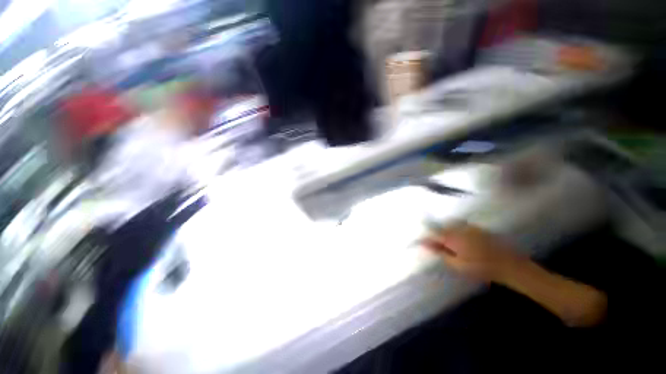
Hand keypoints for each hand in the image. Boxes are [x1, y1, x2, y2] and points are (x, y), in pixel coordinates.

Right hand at [421, 222, 521, 283]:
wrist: (508, 265)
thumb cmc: (480, 267)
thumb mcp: (457, 264)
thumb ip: (441, 253)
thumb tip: (426, 246)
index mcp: (452, 237)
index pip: (433, 235)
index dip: (426, 239)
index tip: (420, 243)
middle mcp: (458, 229)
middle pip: (441, 228)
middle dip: (435, 235)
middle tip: (434, 245)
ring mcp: (468, 227)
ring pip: (450, 225)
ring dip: (445, 231)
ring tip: (445, 242)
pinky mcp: (477, 228)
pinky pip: (460, 225)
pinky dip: (455, 230)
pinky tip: (459, 238)